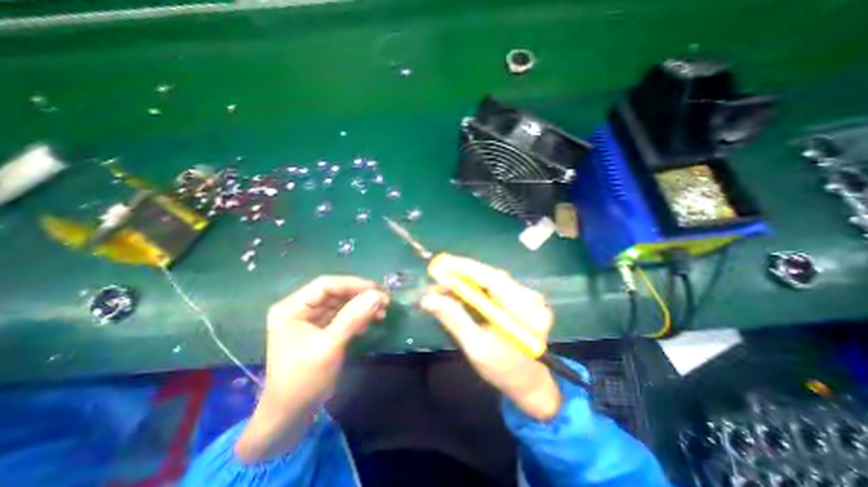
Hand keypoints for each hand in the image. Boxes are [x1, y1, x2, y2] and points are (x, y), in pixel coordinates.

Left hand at [236, 275, 388, 462]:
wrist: (290, 416)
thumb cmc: (304, 380)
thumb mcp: (330, 346)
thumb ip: (353, 318)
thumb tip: (377, 295)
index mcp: (292, 308)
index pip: (326, 285)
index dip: (353, 284)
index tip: (377, 290)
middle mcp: (300, 309)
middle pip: (335, 293)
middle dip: (360, 296)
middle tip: (384, 301)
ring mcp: (310, 319)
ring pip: (341, 303)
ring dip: (362, 306)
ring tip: (382, 312)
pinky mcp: (320, 329)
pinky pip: (342, 316)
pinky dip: (357, 317)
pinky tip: (369, 323)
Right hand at [423, 255, 563, 422]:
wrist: (529, 381)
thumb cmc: (503, 370)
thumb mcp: (477, 349)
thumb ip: (455, 320)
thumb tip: (428, 299)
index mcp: (526, 315)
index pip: (494, 281)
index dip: (466, 269)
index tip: (442, 263)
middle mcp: (531, 300)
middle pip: (493, 276)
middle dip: (463, 272)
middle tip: (438, 271)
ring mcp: (528, 297)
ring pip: (492, 279)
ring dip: (467, 279)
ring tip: (443, 284)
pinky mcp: (522, 297)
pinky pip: (494, 285)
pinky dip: (475, 286)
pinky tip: (459, 290)